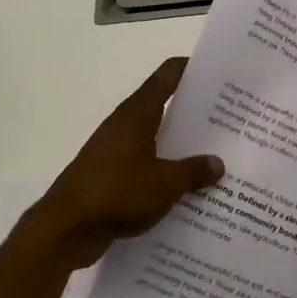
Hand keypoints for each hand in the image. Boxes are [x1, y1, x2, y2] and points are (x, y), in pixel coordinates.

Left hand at [33, 57, 224, 269]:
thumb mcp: (164, 184)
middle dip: (194, 111)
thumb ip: (193, 171)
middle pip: (163, 106)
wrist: (66, 228)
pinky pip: (145, 165)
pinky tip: (186, 188)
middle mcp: (124, 125)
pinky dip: (164, 171)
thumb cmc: (116, 193)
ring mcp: (114, 151)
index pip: (166, 76)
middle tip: (230, 118)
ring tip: (215, 154)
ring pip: (155, 139)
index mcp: (137, 114)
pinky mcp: (110, 176)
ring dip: (180, 145)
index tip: (219, 72)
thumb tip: (218, 163)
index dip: (192, 69)